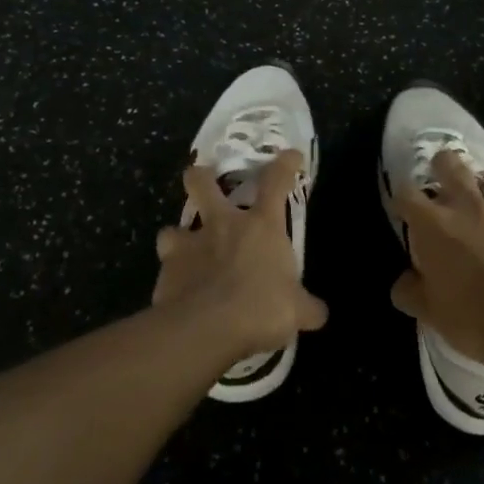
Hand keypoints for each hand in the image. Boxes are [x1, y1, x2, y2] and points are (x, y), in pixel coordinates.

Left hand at [152, 151, 328, 364]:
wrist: (206, 329)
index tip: (290, 155)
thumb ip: (307, 308)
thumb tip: (318, 313)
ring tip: (183, 250)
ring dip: (178, 237)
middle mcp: (222, 226)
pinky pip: (166, 270)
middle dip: (201, 177)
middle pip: (203, 184)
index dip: (284, 165)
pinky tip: (178, 293)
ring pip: (172, 228)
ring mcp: (188, 246)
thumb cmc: (260, 308)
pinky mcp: (165, 273)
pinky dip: (172, 279)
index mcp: (261, 226)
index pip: (276, 182)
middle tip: (202, 179)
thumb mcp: (296, 311)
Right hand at [390, 151, 483, 371]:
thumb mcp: (429, 313)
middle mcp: (468, 208)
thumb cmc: (473, 319)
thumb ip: (410, 291)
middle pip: (450, 165)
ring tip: (481, 200)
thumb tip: (404, 282)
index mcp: (434, 225)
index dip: (401, 198)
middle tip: (439, 181)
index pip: (406, 193)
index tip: (402, 210)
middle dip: (441, 167)